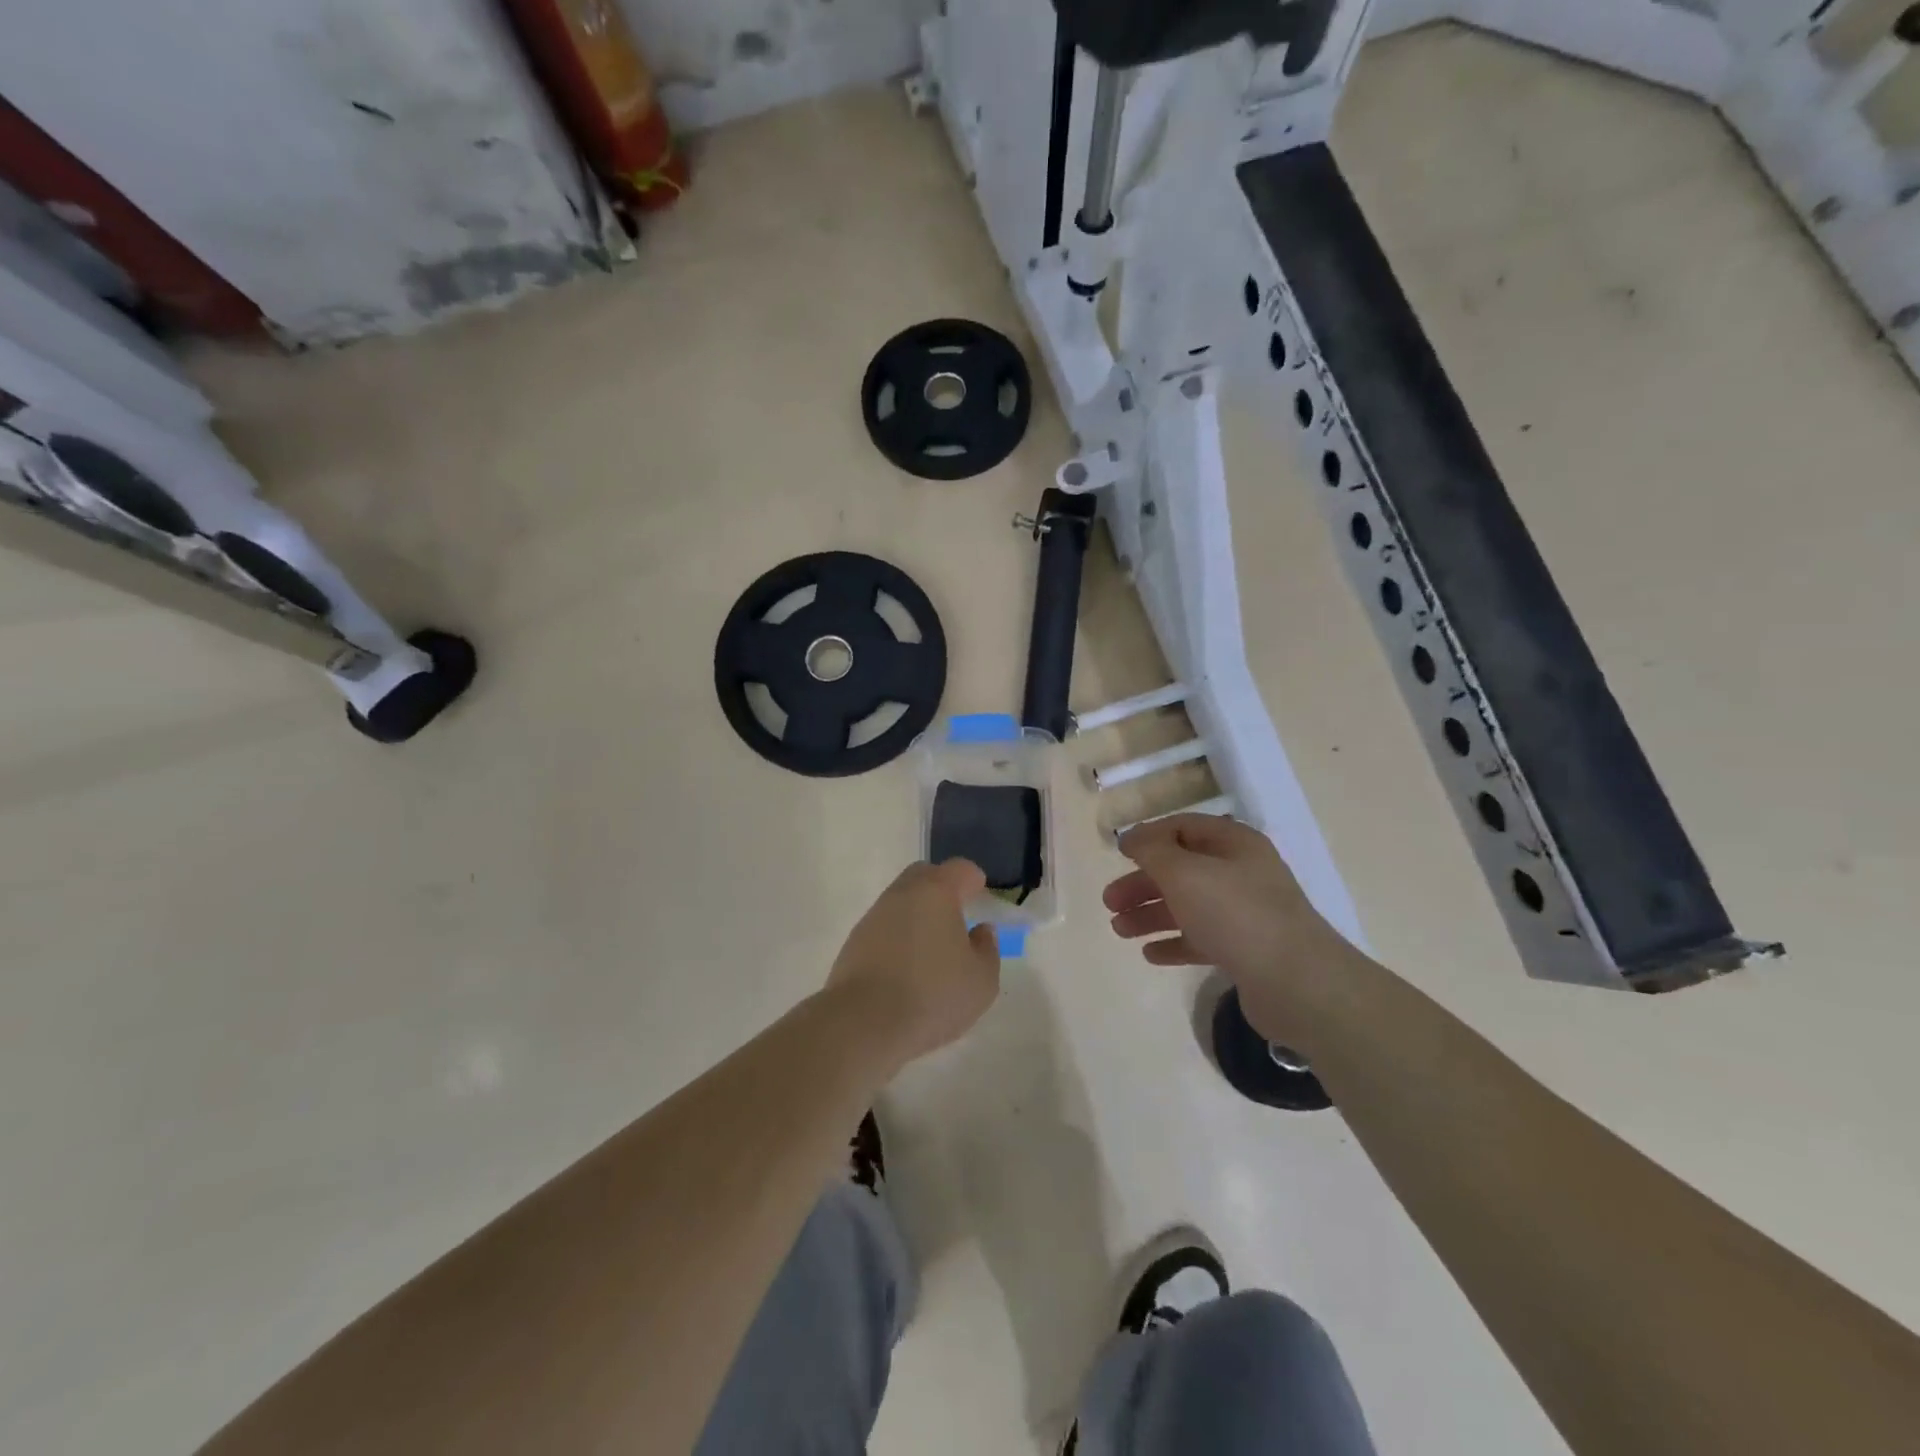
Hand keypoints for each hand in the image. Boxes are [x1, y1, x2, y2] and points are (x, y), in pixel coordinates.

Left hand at [827, 859, 1001, 1066]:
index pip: (959, 869)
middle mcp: (902, 894)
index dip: (974, 879)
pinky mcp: (854, 942)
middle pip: (924, 876)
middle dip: (943, 888)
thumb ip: (987, 949)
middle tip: (957, 914)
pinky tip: (907, 966)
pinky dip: (898, 936)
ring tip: (932, 946)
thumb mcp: (981, 980)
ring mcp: (873, 916)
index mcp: (936, 892)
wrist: (863, 1023)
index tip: (981, 896)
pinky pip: (884, 927)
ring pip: (901, 901)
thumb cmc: (932, 995)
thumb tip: (980, 930)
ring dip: (918, 914)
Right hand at [1104, 814, 1359, 1047]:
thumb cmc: (1235, 914)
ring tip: (1119, 931)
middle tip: (1109, 902)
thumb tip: (1132, 837)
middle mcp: (1242, 873)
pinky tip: (1149, 954)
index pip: (1183, 827)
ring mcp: (1246, 914)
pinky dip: (1174, 942)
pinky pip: (1201, 939)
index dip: (1149, 837)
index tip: (1118, 854)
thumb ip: (1152, 851)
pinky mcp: (1246, 951)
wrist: (1296, 983)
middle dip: (1143, 884)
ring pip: (1188, 906)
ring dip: (1151, 915)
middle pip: (1181, 870)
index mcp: (1234, 844)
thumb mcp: (1184, 872)